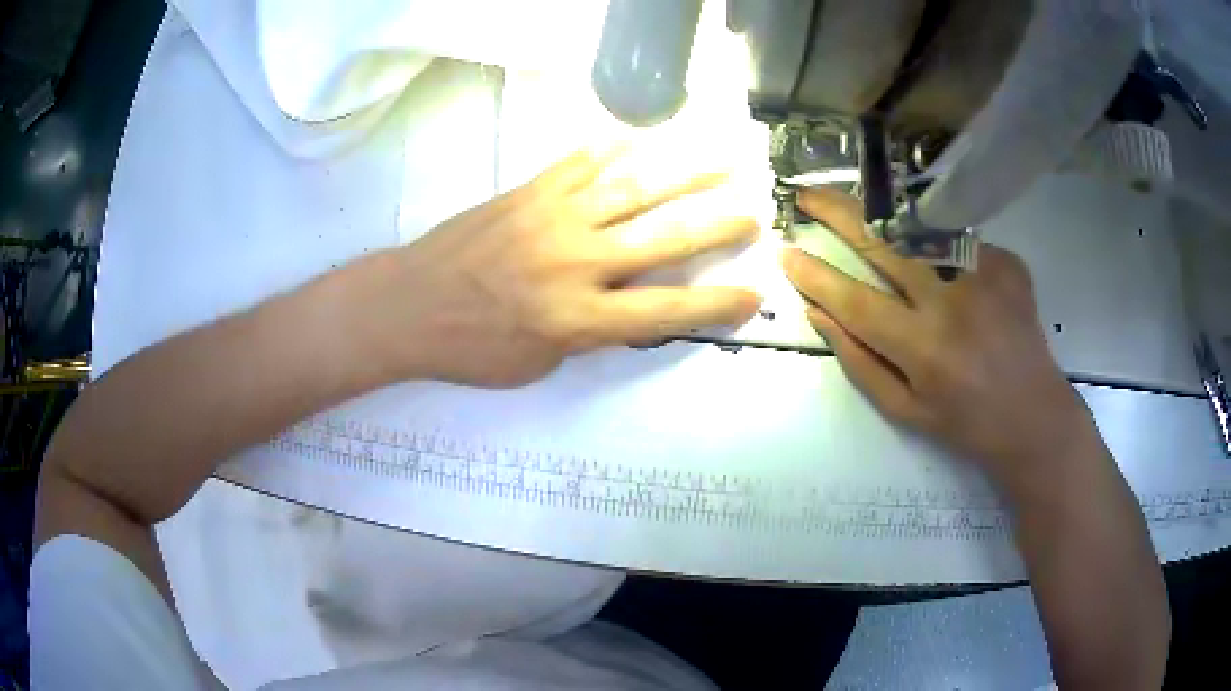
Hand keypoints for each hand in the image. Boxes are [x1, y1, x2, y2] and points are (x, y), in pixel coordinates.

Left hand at [350, 147, 761, 387]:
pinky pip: (578, 166)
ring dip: (682, 175)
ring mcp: (554, 219)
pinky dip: (609, 150)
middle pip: (663, 241)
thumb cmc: (469, 347)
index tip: (752, 293)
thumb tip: (618, 305)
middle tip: (752, 213)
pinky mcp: (528, 193)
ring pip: (632, 191)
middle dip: (716, 227)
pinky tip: (635, 138)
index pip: (666, 311)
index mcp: (580, 318)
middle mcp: (579, 263)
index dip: (715, 304)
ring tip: (720, 160)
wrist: (408, 304)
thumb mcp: (535, 364)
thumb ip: (584, 335)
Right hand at [782, 187, 1101, 497]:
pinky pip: (957, 241)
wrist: (1035, 417)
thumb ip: (859, 362)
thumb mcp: (905, 410)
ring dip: (881, 214)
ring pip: (919, 228)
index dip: (815, 275)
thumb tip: (819, 313)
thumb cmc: (966, 424)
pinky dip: (937, 244)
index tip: (785, 251)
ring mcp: (984, 275)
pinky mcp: (1007, 263)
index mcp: (924, 349)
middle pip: (884, 243)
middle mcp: (953, 303)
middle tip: (807, 195)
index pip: (855, 300)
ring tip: (860, 207)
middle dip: (838, 213)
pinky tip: (939, 260)